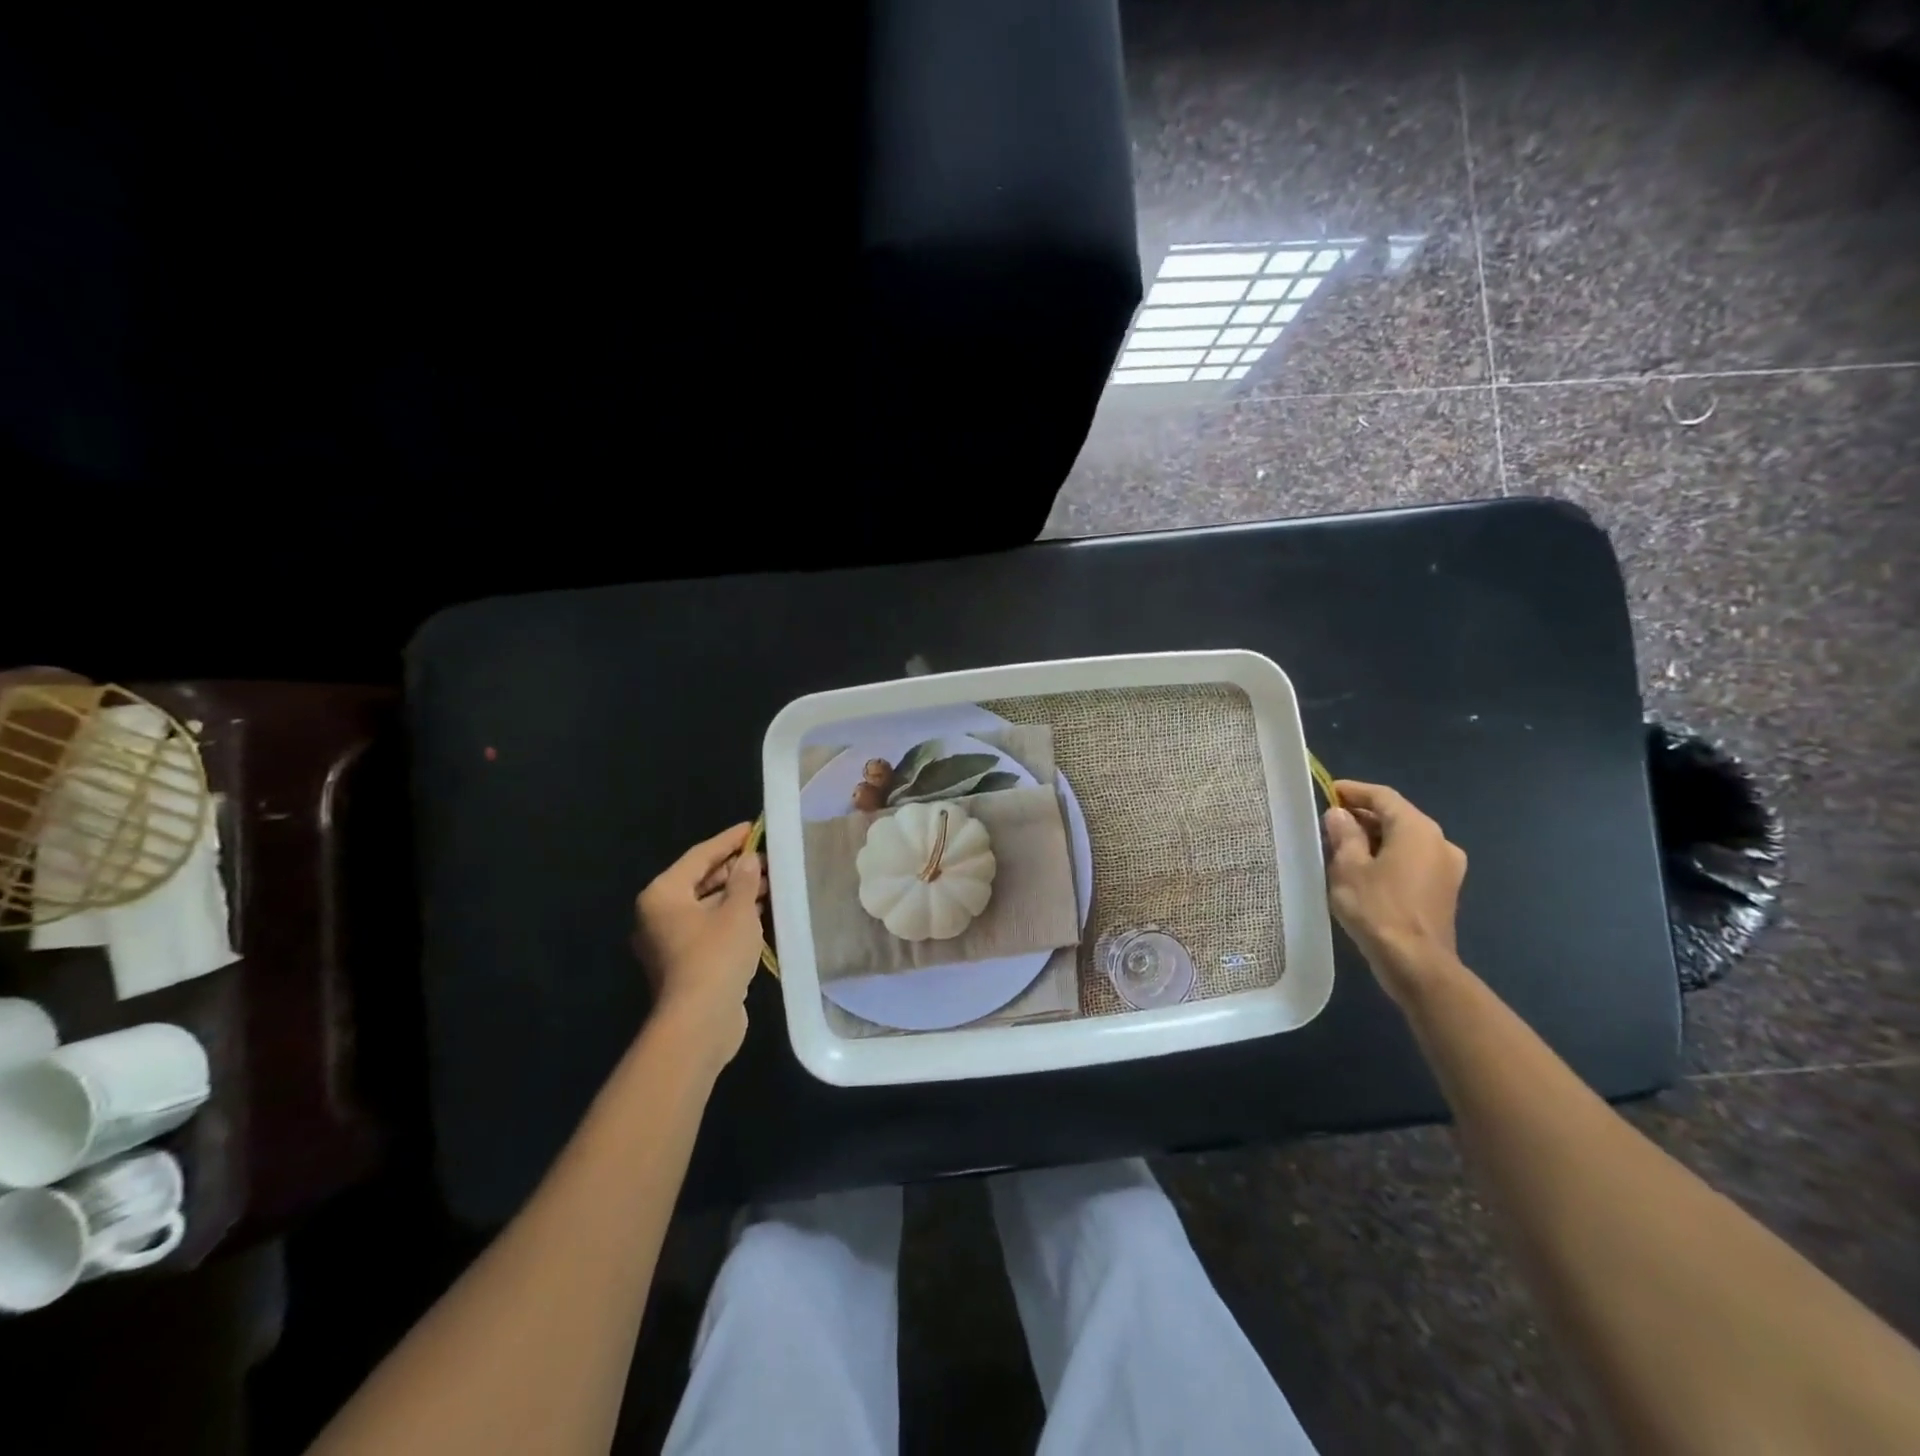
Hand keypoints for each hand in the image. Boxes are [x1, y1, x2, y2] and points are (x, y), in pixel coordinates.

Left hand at [632, 824, 765, 1063]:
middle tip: (767, 857)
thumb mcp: (738, 911)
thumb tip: (749, 860)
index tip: (753, 828)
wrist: (700, 1021)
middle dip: (735, 869)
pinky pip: (709, 927)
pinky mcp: (684, 962)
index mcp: (663, 894)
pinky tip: (760, 911)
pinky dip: (732, 917)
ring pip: (706, 906)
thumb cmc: (715, 955)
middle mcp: (658, 914)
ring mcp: (669, 941)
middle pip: (700, 880)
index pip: (699, 856)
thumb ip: (745, 880)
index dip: (728, 840)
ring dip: (737, 894)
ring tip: (770, 881)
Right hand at [1323, 781, 1466, 1002]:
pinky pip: (1412, 860)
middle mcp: (1439, 841)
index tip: (1328, 791)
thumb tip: (1339, 814)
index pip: (1383, 797)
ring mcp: (1447, 867)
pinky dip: (1388, 856)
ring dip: (1374, 838)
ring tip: (1340, 846)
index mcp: (1417, 829)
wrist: (1416, 964)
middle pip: (1396, 817)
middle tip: (1328, 822)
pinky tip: (1363, 870)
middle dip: (1362, 816)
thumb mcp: (1348, 867)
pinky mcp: (1444, 889)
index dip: (1353, 791)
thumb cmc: (1377, 909)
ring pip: (1404, 840)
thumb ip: (1344, 834)